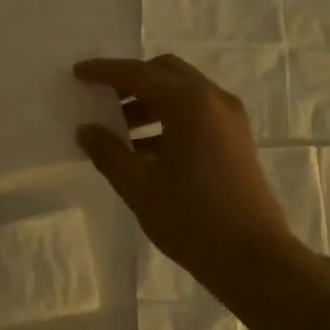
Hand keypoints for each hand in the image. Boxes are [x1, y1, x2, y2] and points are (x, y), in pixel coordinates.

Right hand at [74, 55, 298, 290]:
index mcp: (189, 103)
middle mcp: (213, 100)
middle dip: (131, 81)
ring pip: (182, 92)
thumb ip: (108, 152)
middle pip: (166, 73)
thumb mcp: (139, 186)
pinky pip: (197, 112)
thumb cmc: (191, 218)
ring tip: (118, 130)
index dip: (105, 72)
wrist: (252, 257)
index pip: (138, 74)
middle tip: (101, 99)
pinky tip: (145, 148)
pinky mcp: (236, 139)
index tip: (77, 73)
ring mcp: (230, 118)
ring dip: (149, 101)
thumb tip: (86, 130)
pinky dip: (169, 118)